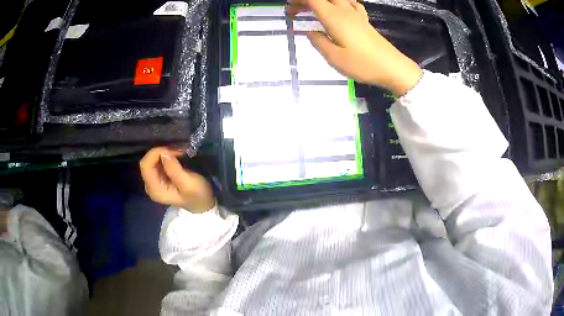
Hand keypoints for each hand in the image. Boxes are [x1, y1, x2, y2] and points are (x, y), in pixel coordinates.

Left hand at [140, 147, 214, 212]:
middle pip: (146, 162)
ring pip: (151, 160)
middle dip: (161, 152)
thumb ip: (174, 169)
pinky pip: (157, 162)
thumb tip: (164, 153)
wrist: (204, 204)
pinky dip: (165, 156)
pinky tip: (176, 155)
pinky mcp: (159, 178)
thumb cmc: (197, 196)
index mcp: (155, 189)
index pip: (145, 165)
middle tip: (178, 150)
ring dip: (164, 153)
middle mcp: (150, 186)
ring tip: (179, 152)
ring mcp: (154, 182)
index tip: (173, 151)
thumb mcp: (188, 183)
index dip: (156, 153)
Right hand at [286, 0, 422, 95]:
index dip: (298, 1)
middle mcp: (344, 11)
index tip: (289, 11)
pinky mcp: (364, 21)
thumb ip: (319, 43)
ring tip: (313, 10)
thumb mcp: (334, 58)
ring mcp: (356, 15)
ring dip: (322, 2)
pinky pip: (351, 4)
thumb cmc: (363, 64)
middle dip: (307, 1)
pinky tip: (339, 9)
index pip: (312, 0)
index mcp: (334, 18)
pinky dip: (340, 3)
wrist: (392, 67)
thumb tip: (311, 33)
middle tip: (295, 11)